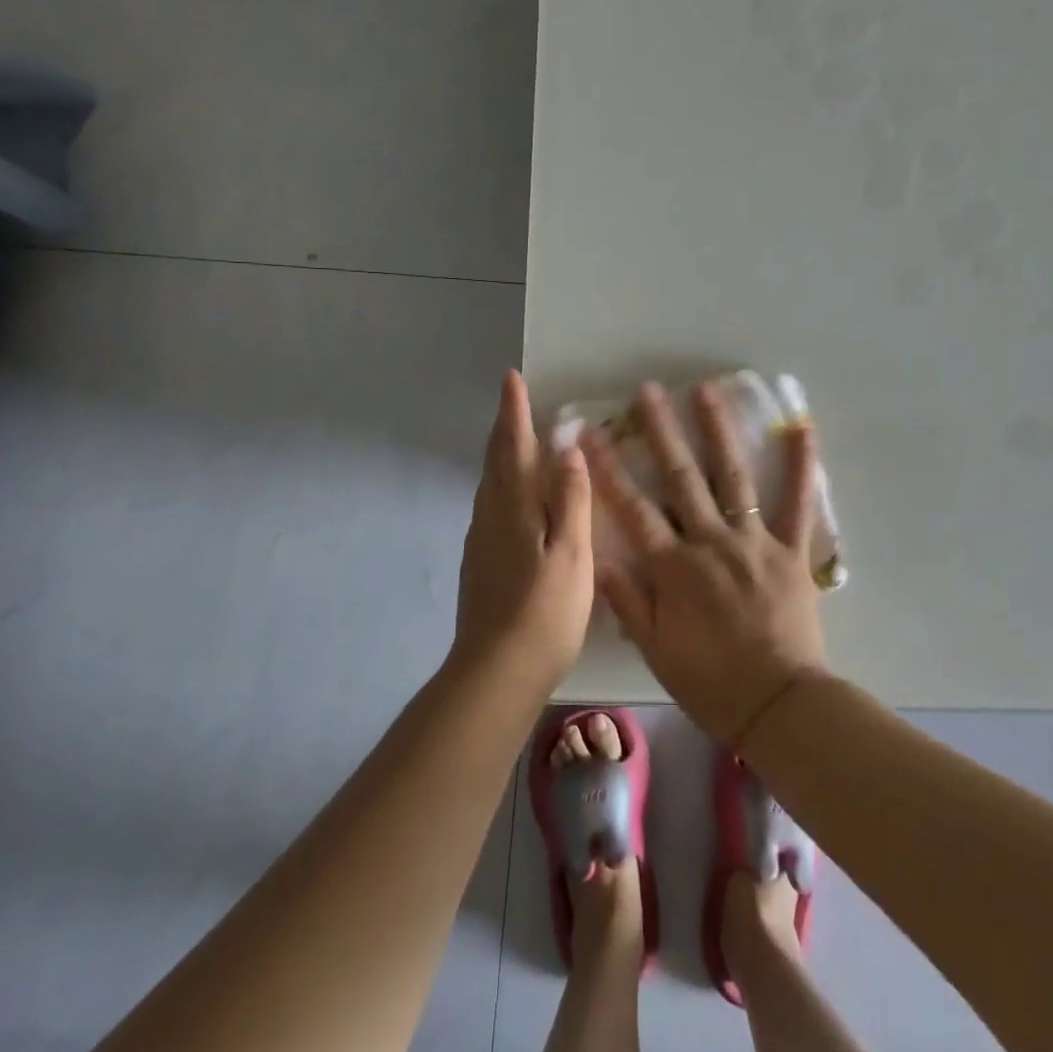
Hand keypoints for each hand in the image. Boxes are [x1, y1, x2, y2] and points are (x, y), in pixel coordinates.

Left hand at [453, 371, 594, 695]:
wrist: (495, 672)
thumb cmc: (545, 612)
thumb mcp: (572, 553)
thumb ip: (571, 500)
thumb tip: (568, 449)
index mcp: (514, 507)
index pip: (513, 446)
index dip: (513, 412)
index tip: (512, 379)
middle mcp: (490, 516)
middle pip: (495, 460)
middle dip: (504, 426)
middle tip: (513, 399)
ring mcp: (480, 541)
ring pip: (490, 483)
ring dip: (501, 454)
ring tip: (515, 439)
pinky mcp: (480, 563)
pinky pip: (491, 505)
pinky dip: (502, 484)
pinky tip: (513, 497)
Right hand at [585, 381, 827, 743]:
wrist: (780, 707)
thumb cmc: (711, 682)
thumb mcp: (656, 649)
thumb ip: (629, 600)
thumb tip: (599, 554)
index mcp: (675, 567)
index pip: (633, 508)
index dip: (608, 469)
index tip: (589, 434)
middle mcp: (712, 542)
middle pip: (682, 478)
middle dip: (661, 431)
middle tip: (649, 390)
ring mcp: (754, 541)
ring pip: (732, 477)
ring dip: (718, 431)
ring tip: (707, 390)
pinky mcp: (791, 550)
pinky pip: (798, 503)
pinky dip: (802, 466)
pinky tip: (802, 428)